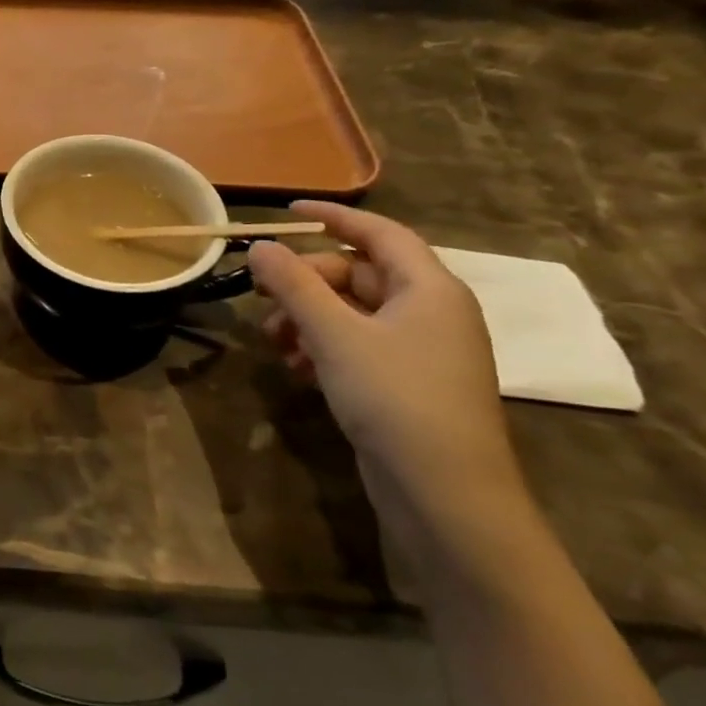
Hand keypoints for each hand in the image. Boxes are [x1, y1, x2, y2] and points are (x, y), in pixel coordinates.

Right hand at [249, 202, 534, 558]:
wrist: (446, 494)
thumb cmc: (394, 397)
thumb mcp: (334, 334)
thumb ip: (294, 285)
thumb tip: (260, 246)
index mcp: (429, 288)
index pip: (380, 233)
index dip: (333, 217)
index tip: (287, 211)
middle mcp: (432, 312)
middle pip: (360, 275)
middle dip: (306, 282)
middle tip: (262, 297)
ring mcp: (423, 351)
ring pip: (354, 314)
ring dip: (308, 319)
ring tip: (275, 344)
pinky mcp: (409, 384)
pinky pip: (360, 347)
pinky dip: (324, 348)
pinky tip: (296, 369)